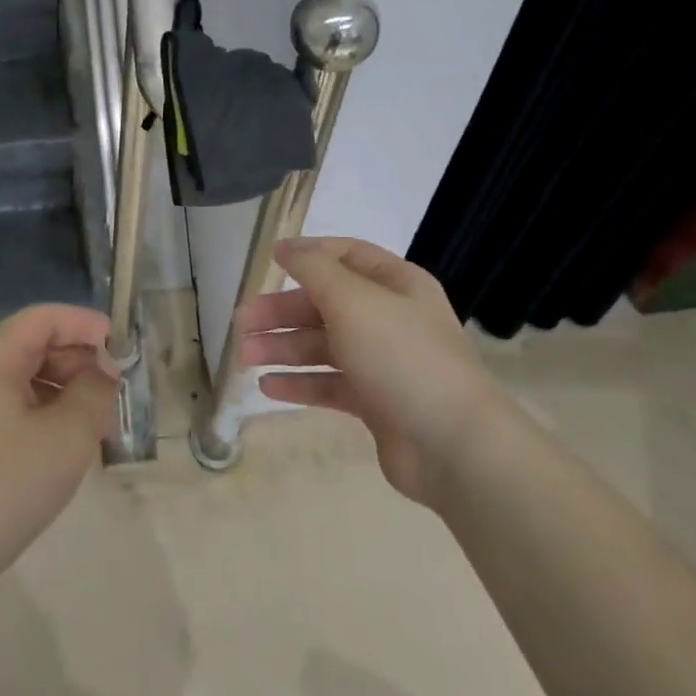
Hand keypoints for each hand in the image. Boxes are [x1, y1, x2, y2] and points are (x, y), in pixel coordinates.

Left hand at [0, 304, 118, 624]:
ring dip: (70, 391)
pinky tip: (74, 447)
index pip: (45, 317)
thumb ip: (94, 393)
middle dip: (82, 360)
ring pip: (32, 380)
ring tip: (103, 421)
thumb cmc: (0, 488)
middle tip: (118, 391)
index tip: (124, 347)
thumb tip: (105, 372)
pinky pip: (21, 410)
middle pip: (38, 345)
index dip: (86, 323)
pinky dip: (52, 417)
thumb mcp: (65, 437)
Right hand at [238, 237, 510, 512]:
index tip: (269, 261)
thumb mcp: (353, 300)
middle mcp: (390, 318)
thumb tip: (287, 249)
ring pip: (323, 346)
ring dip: (283, 348)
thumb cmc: (401, 356)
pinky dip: (299, 383)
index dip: (308, 254)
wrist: (453, 445)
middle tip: (241, 322)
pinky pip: (329, 384)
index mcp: (396, 284)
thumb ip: (314, 270)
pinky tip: (267, 387)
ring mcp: (383, 362)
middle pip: (326, 303)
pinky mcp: (376, 402)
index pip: (346, 255)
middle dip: (282, 311)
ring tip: (245, 357)